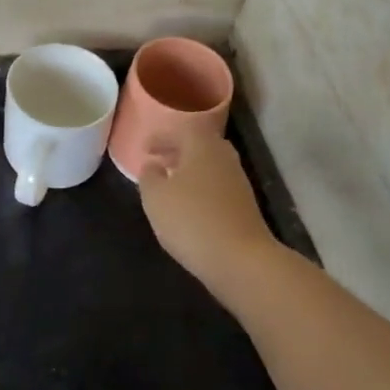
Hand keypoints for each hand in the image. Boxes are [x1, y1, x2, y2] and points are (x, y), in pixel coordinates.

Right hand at [138, 127, 277, 289]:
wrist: (242, 260)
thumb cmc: (191, 220)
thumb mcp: (155, 197)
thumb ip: (149, 176)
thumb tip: (152, 165)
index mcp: (202, 145)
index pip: (181, 129)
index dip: (161, 137)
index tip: (145, 149)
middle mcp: (224, 157)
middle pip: (199, 145)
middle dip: (178, 151)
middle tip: (159, 162)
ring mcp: (238, 182)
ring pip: (210, 167)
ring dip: (190, 172)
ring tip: (170, 186)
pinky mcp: (245, 206)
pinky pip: (218, 187)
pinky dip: (201, 189)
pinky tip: (189, 207)